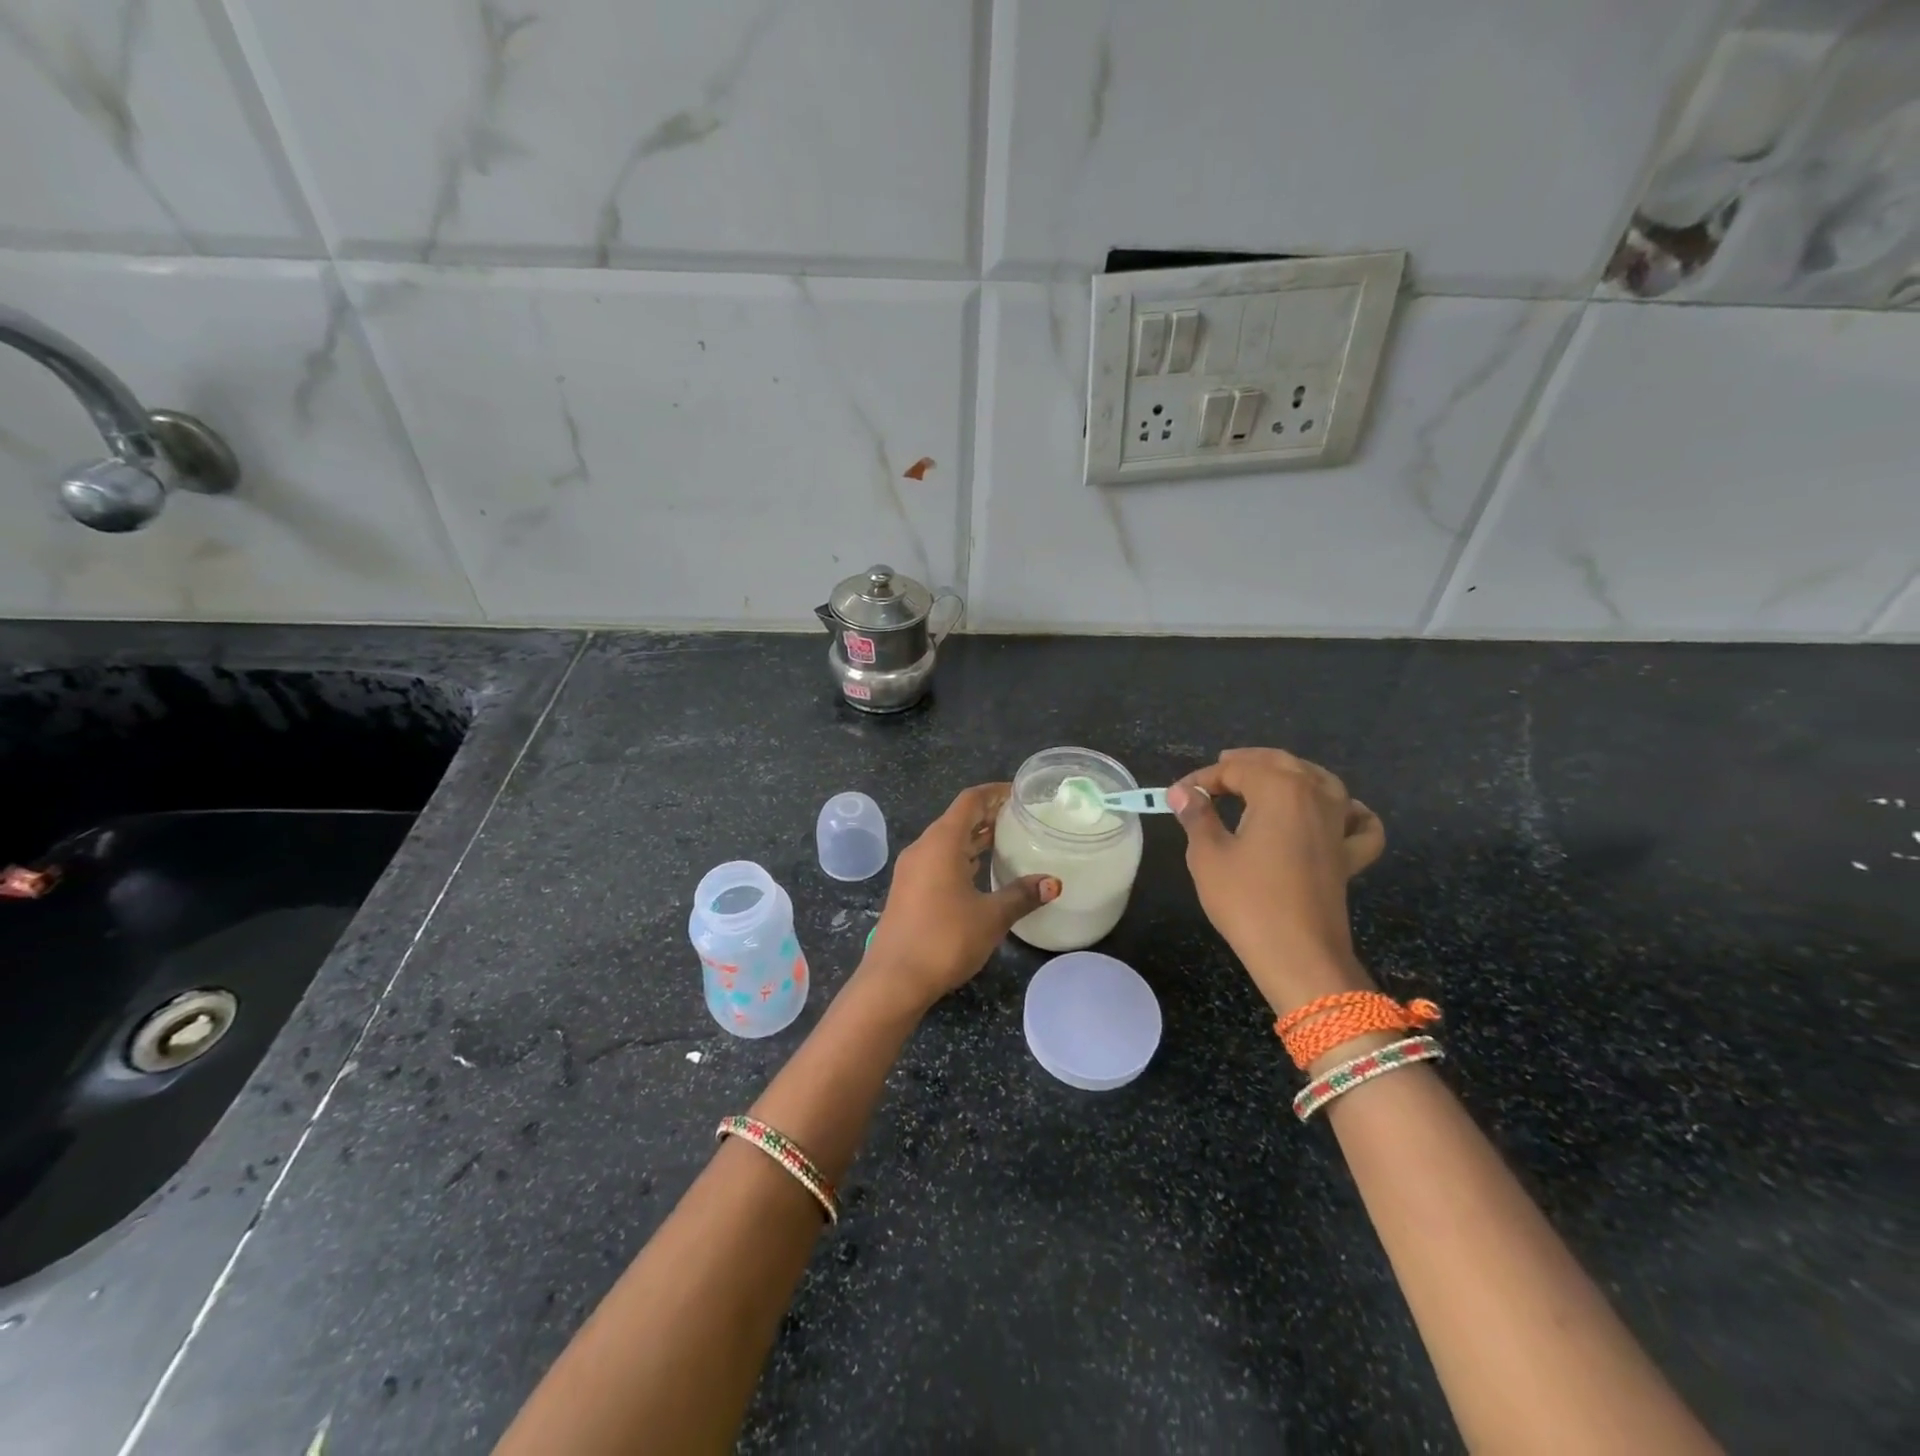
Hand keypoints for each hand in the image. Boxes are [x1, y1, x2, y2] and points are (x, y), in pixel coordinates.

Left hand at [858, 783, 1058, 1014]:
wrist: (893, 980)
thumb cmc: (944, 939)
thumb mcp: (991, 917)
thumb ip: (1022, 895)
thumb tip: (1054, 882)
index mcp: (941, 842)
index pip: (969, 801)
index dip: (994, 792)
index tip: (1019, 793)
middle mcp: (922, 848)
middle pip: (957, 819)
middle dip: (987, 815)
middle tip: (1019, 818)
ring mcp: (911, 870)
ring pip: (946, 841)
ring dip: (973, 838)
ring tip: (1005, 840)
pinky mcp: (907, 890)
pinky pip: (937, 860)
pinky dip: (960, 857)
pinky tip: (979, 872)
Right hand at [1167, 748, 1385, 1015]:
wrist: (1299, 956)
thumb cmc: (1247, 901)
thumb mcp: (1208, 855)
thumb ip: (1197, 816)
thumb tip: (1182, 792)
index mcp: (1279, 789)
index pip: (1235, 769)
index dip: (1202, 778)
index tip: (1176, 796)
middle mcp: (1316, 796)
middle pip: (1280, 763)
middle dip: (1245, 764)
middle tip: (1215, 775)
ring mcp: (1339, 824)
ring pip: (1319, 781)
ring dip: (1289, 775)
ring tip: (1264, 781)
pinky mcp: (1349, 854)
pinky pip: (1357, 821)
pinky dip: (1348, 810)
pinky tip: (1336, 812)